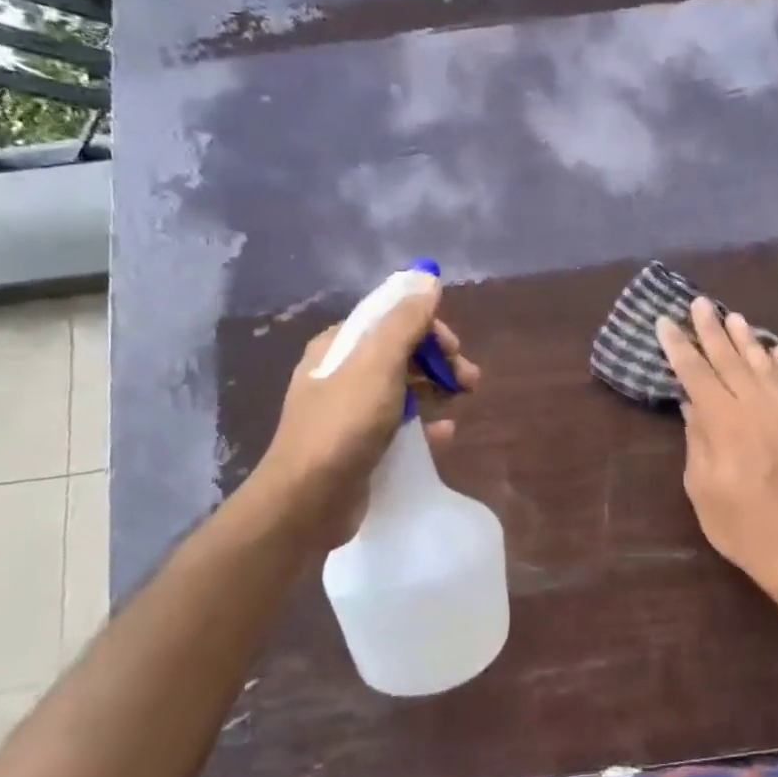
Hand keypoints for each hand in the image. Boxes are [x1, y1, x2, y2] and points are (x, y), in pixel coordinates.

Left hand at [240, 277, 478, 549]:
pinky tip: (445, 433)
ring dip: (438, 388)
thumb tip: (427, 277)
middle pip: (402, 352)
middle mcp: (343, 372)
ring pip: (405, 386)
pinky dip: (426, 422)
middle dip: (439, 360)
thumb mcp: (378, 363)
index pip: (391, 318)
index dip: (428, 328)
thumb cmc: (344, 423)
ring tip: (465, 400)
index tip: (454, 348)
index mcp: (340, 346)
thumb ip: (405, 320)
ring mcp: (351, 410)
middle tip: (469, 379)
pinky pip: (401, 422)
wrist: (308, 499)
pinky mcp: (361, 443)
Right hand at [656, 296, 777, 607]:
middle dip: (711, 330)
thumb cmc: (739, 524)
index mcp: (724, 422)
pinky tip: (777, 349)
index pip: (696, 373)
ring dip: (747, 339)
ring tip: (733, 316)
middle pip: (730, 358)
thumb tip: (692, 402)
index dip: (679, 346)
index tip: (665, 322)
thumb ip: (697, 438)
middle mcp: (757, 406)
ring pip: (764, 364)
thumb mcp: (701, 486)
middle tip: (699, 303)